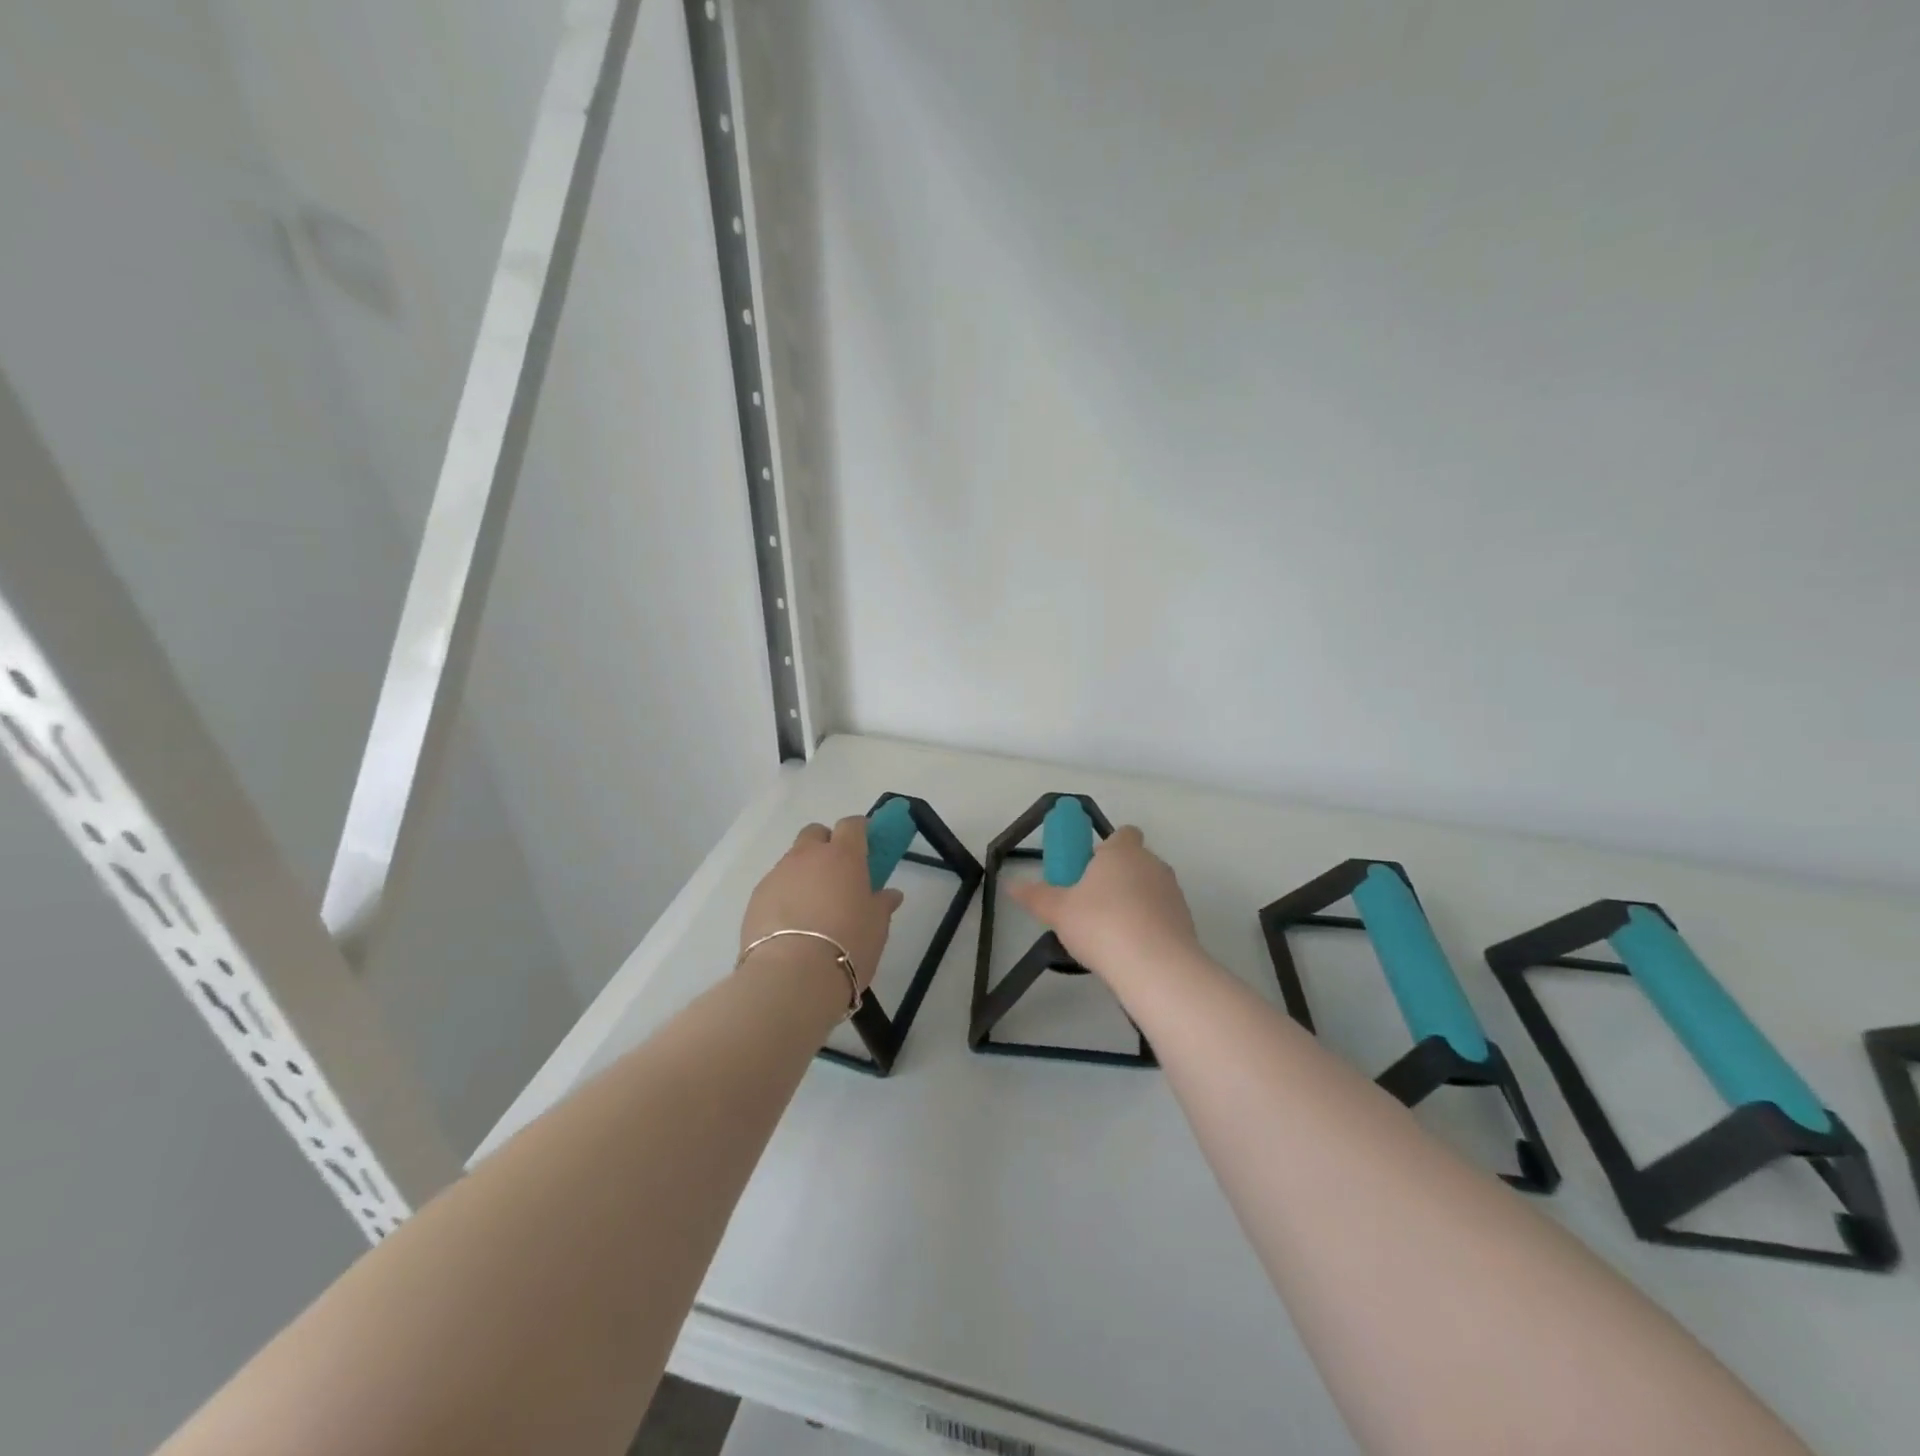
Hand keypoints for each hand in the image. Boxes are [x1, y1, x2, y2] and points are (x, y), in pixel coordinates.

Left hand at [740, 817, 904, 993]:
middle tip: (837, 874)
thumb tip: (890, 894)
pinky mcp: (756, 898)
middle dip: (826, 844)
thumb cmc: (848, 944)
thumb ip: (882, 904)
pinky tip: (791, 925)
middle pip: (815, 833)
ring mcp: (778, 874)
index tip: (866, 846)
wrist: (792, 976)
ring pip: (792, 860)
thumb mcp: (877, 926)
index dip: (860, 831)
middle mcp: (808, 856)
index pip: (852, 825)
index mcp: (843, 855)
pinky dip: (785, 896)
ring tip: (813, 908)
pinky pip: (775, 886)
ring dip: (804, 873)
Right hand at [1005, 825, 1200, 987]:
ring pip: (1150, 889)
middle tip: (1090, 904)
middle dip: (1116, 878)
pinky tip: (1130, 950)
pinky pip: (1161, 915)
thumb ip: (1035, 896)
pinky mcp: (1186, 921)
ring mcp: (1173, 892)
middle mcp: (1152, 864)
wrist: (1156, 966)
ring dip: (1134, 902)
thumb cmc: (1101, 924)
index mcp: (1122, 851)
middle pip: (1135, 861)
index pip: (1123, 833)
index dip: (1107, 848)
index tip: (1089, 869)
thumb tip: (1011, 885)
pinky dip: (1149, 926)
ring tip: (1110, 933)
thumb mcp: (1058, 911)